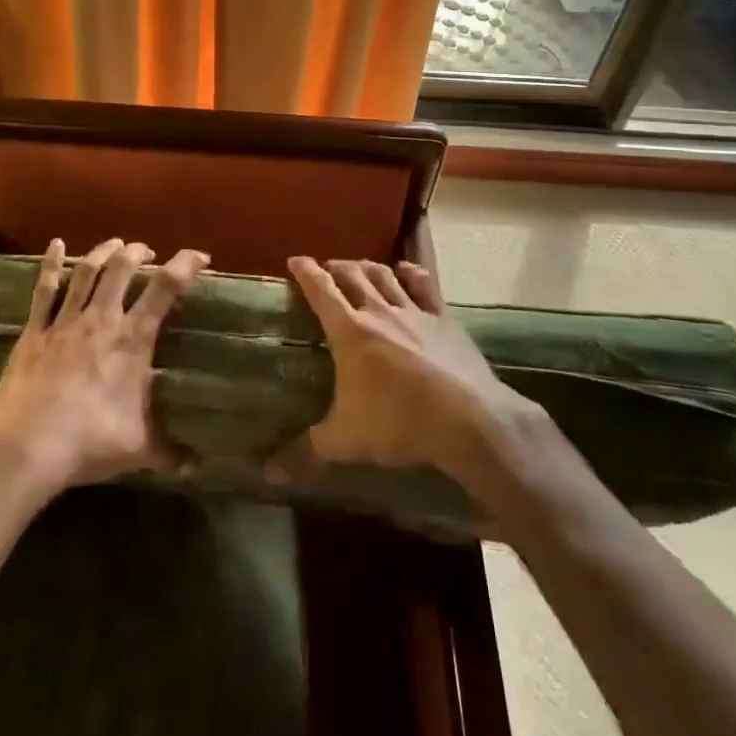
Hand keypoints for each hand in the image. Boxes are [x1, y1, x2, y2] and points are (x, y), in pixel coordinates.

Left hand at [0, 237, 208, 499]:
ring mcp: (66, 321)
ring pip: (87, 271)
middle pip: (122, 268)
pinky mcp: (35, 330)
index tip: (200, 257)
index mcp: (132, 339)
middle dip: (138, 252)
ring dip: (103, 251)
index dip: (185, 265)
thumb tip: (195, 466)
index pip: (165, 289)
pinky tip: (55, 244)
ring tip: (115, 244)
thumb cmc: (89, 442)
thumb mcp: (138, 449)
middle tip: (147, 252)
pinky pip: (44, 289)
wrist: (27, 448)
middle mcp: (102, 319)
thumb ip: (168, 452)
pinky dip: (51, 263)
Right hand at [269, 257, 540, 487]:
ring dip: (369, 267)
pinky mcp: (443, 319)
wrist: (467, 418)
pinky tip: (406, 270)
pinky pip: (425, 286)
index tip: (295, 260)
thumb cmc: (398, 423)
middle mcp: (379, 311)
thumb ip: (306, 453)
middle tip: (328, 268)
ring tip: (360, 266)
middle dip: (337, 268)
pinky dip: (412, 274)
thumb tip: (267, 475)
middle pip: (353, 276)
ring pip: (386, 276)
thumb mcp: (345, 441)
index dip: (306, 272)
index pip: (321, 290)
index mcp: (349, 331)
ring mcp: (414, 312)